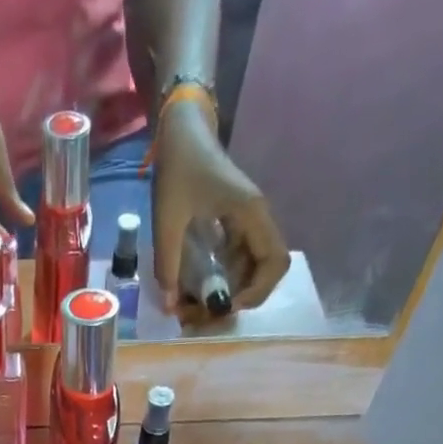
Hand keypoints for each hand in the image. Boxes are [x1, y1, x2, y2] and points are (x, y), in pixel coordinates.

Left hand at [150, 98, 289, 317]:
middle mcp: (257, 219)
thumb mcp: (168, 219)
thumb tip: (171, 305)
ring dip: (234, 289)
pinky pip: (240, 258)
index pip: (275, 262)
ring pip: (254, 266)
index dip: (257, 291)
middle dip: (245, 296)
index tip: (228, 304)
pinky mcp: (236, 224)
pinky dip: (226, 277)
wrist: (182, 132)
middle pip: (268, 269)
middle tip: (214, 310)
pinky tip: (202, 287)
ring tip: (204, 304)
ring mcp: (248, 222)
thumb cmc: (179, 168)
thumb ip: (168, 264)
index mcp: (251, 214)